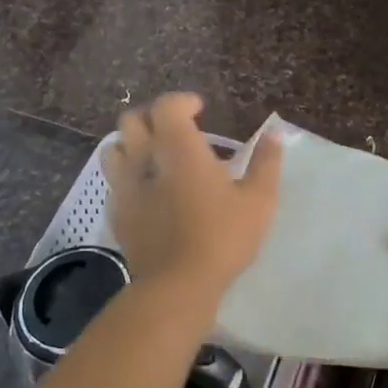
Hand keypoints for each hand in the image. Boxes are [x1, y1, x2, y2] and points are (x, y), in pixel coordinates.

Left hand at [102, 94, 283, 296]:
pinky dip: (128, 175)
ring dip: (132, 143)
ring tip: (155, 156)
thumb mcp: (258, 200)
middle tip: (177, 130)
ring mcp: (124, 187)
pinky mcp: (116, 213)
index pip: (167, 106)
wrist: (177, 285)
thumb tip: (274, 134)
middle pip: (132, 120)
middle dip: (153, 117)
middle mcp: (144, 158)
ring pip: (114, 148)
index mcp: (178, 148)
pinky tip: (147, 191)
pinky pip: (114, 181)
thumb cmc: (222, 237)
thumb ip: (266, 163)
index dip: (182, 101)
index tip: (199, 109)